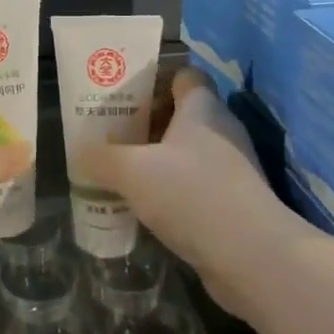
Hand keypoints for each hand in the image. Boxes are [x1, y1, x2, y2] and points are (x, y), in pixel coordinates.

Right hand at [81, 65, 292, 316]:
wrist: (254, 258)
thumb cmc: (192, 195)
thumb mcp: (132, 171)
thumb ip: (101, 158)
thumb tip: (79, 152)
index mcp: (203, 108)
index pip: (184, 74)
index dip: (155, 78)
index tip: (123, 94)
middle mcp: (222, 131)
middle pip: (182, 114)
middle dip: (147, 122)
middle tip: (111, 133)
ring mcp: (233, 169)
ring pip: (188, 153)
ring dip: (158, 160)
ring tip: (121, 170)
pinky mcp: (235, 204)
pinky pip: (196, 186)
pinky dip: (173, 191)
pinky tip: (146, 206)